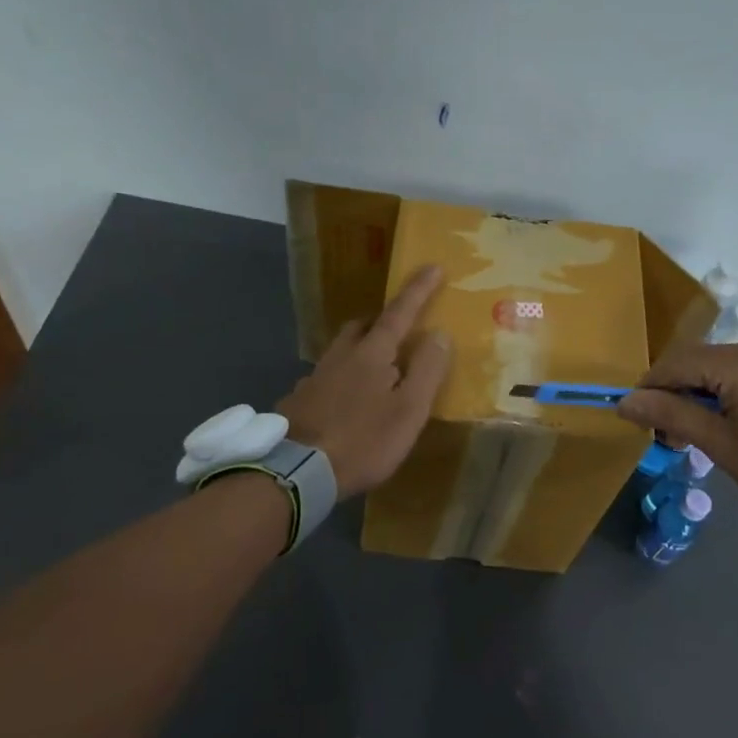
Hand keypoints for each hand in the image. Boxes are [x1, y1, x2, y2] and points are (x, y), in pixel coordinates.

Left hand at [277, 266, 452, 497]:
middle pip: (363, 326)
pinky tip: (345, 399)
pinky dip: (342, 376)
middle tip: (400, 329)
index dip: (418, 290)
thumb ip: (427, 370)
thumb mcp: (409, 410)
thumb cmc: (363, 441)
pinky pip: (327, 375)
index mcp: (372, 354)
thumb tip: (439, 333)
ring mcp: (316, 377)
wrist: (298, 471)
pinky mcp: (300, 399)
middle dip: (382, 320)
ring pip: (342, 349)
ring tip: (375, 367)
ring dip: (361, 347)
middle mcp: (341, 356)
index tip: (432, 266)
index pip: (400, 313)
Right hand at [617, 332, 737, 516]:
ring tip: (700, 430)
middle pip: (698, 360)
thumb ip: (671, 416)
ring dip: (701, 390)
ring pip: (721, 364)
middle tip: (670, 434)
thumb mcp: (721, 445)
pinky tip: (731, 417)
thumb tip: (625, 402)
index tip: (638, 419)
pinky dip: (728, 387)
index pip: (676, 363)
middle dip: (676, 392)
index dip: (650, 388)